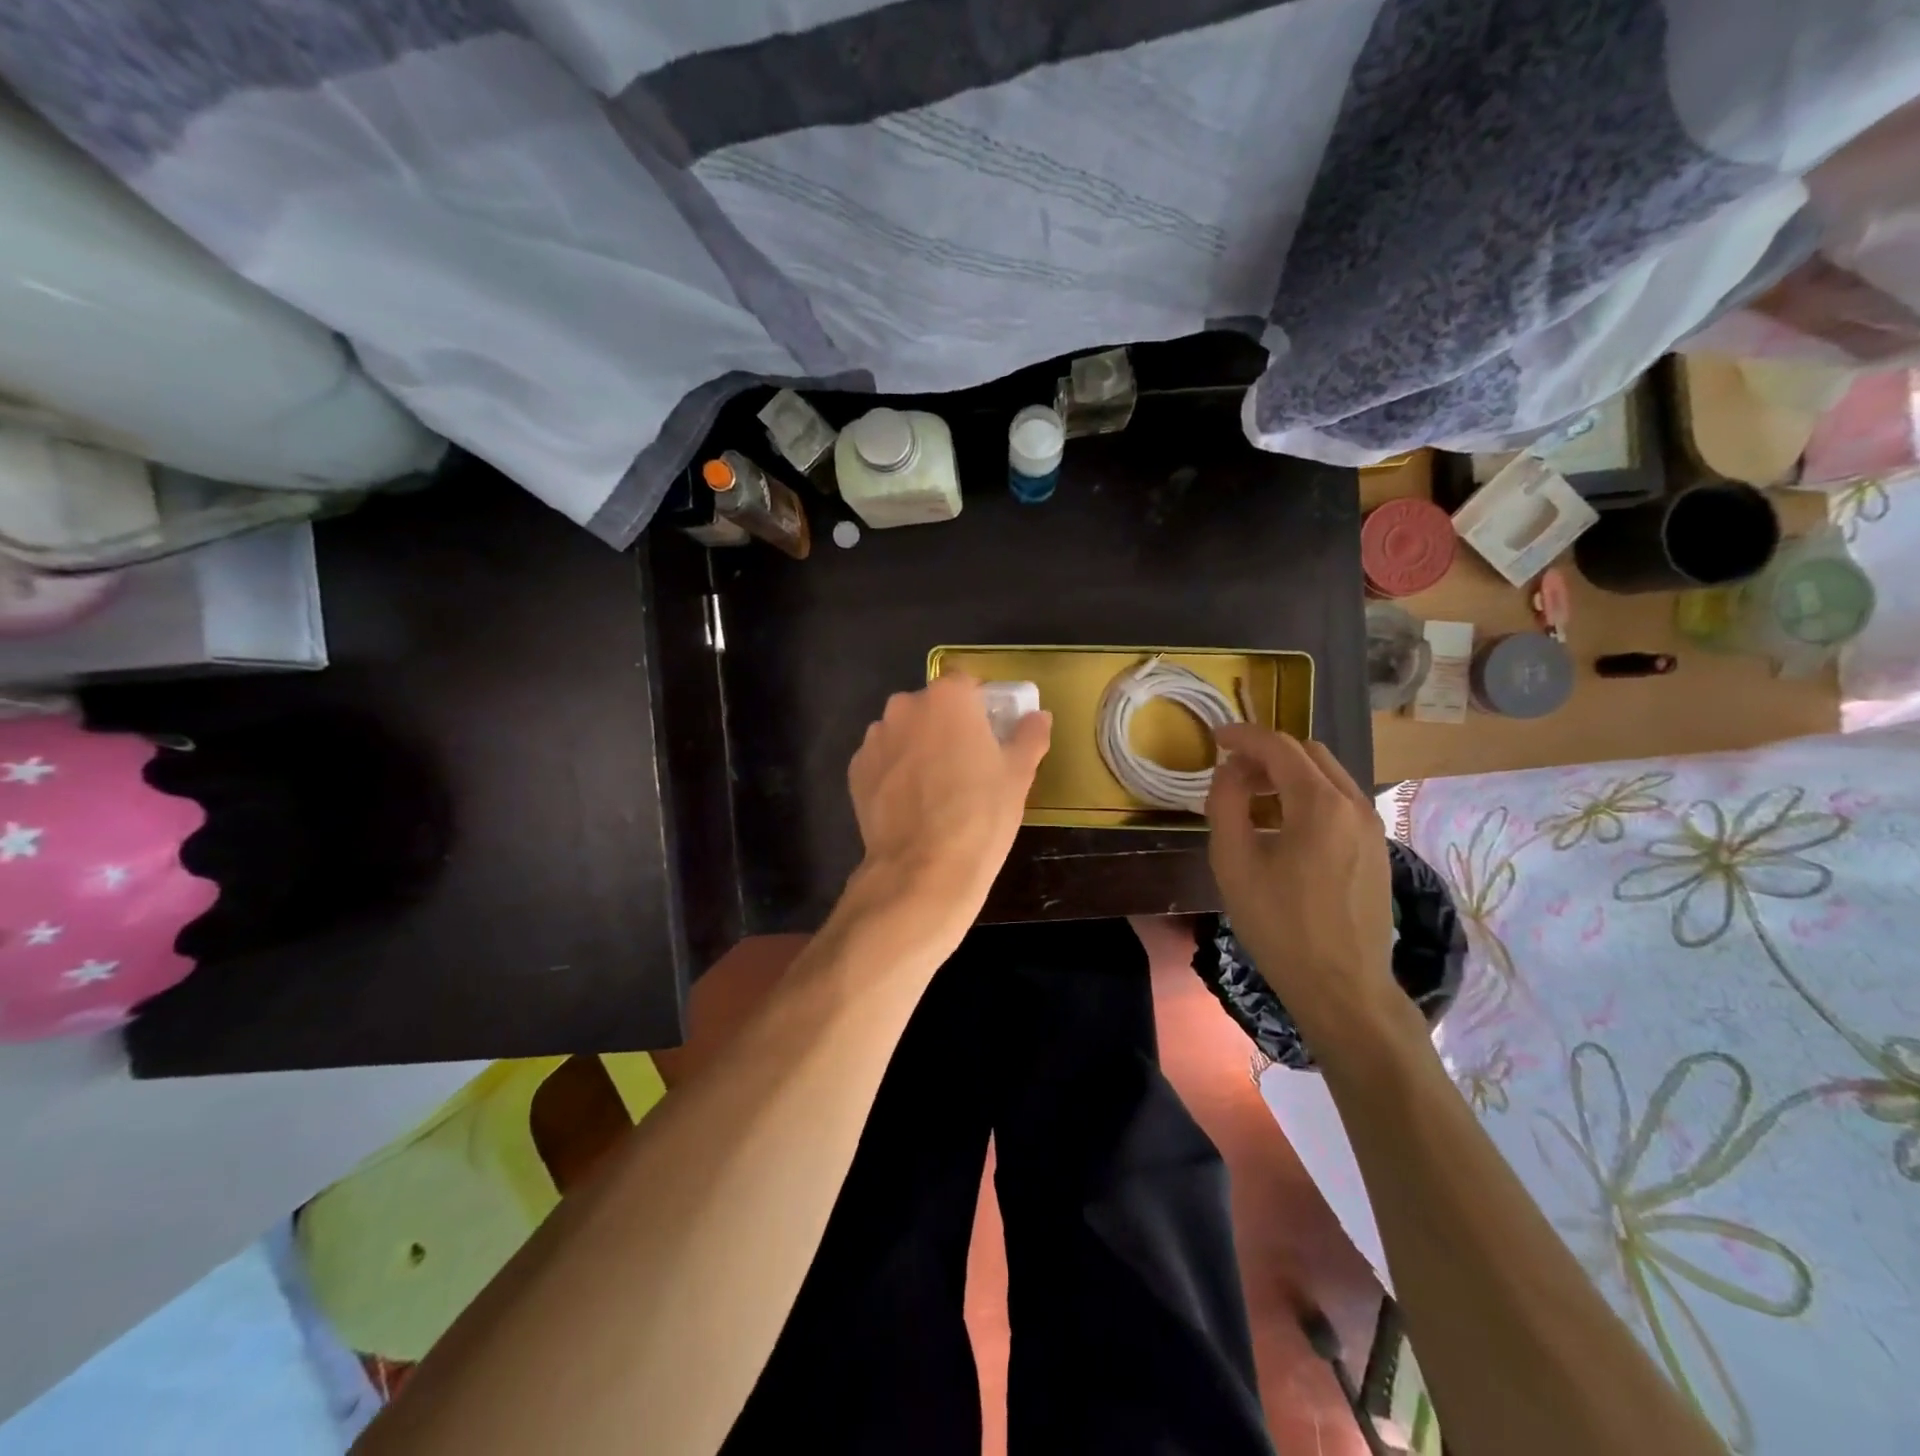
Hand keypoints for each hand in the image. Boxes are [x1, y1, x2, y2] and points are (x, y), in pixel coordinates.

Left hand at [845, 673, 1051, 946]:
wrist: (923, 869)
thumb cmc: (980, 815)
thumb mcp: (1018, 775)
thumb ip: (1029, 736)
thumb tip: (1038, 717)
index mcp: (948, 698)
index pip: (966, 685)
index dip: (980, 707)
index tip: (989, 735)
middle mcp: (905, 707)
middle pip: (931, 707)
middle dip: (946, 726)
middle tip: (965, 763)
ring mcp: (875, 738)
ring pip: (903, 733)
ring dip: (917, 747)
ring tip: (934, 788)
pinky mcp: (856, 770)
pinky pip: (882, 761)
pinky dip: (894, 773)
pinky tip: (910, 804)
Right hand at [1204, 724, 1398, 1044]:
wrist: (1343, 987)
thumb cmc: (1280, 926)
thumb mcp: (1234, 862)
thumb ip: (1226, 804)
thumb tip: (1230, 771)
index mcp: (1320, 804)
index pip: (1278, 746)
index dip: (1242, 736)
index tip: (1214, 738)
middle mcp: (1354, 804)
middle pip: (1308, 753)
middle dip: (1266, 753)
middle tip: (1230, 773)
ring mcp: (1372, 828)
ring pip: (1327, 776)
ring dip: (1287, 775)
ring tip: (1252, 800)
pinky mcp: (1377, 850)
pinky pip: (1339, 802)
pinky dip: (1307, 796)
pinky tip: (1283, 828)